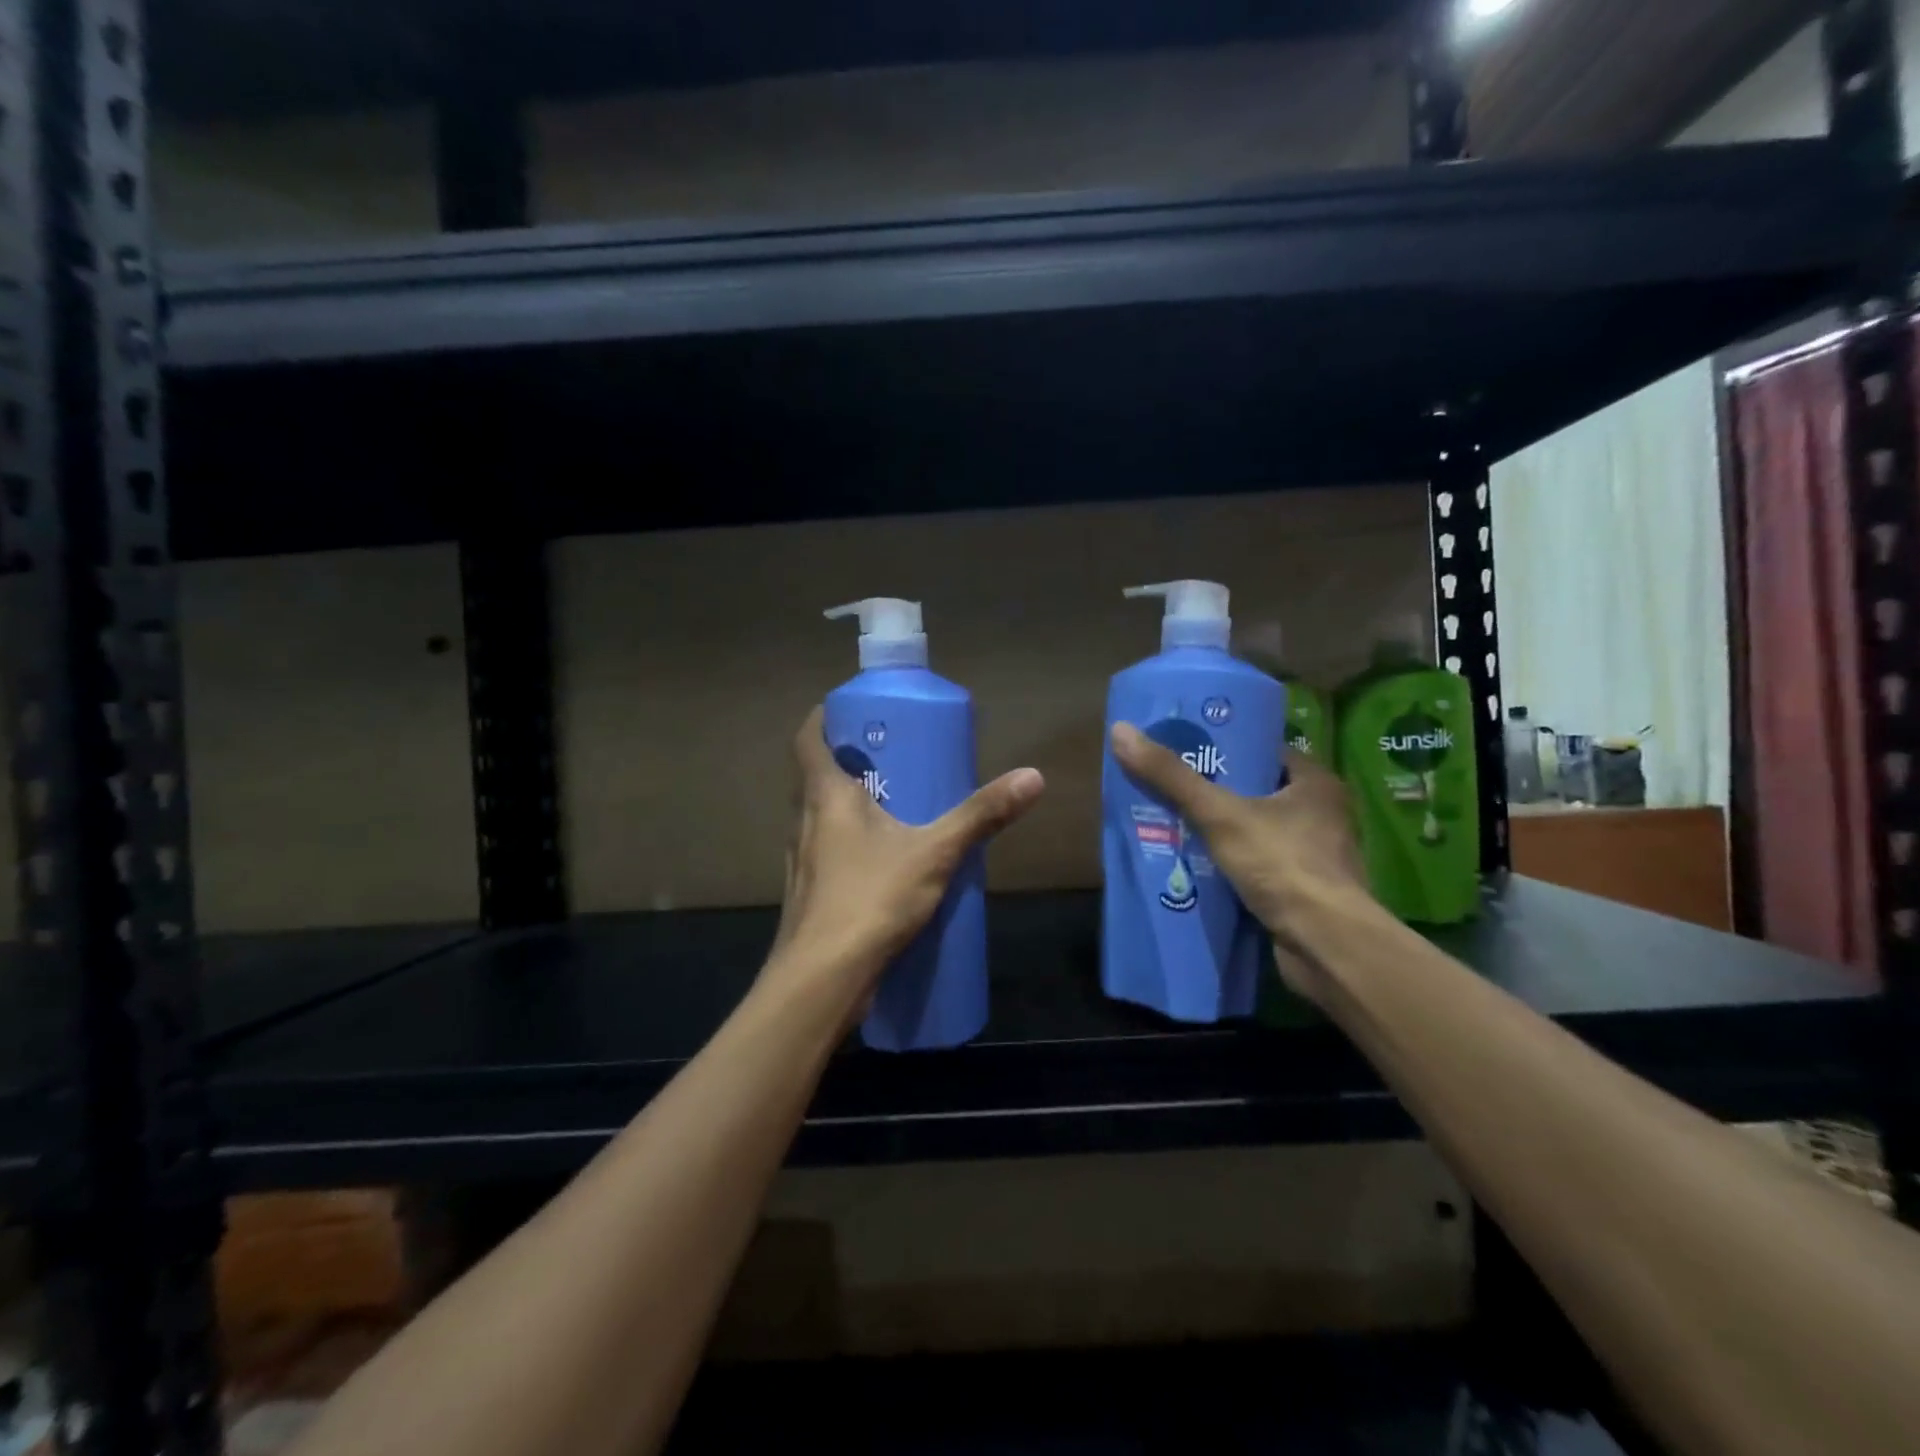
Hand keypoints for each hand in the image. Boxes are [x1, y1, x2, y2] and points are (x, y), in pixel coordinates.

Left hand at [766, 706, 1044, 1016]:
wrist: (821, 980)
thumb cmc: (870, 898)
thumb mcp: (936, 852)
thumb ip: (981, 816)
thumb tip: (1033, 777)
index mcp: (824, 795)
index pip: (808, 738)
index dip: (825, 717)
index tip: (856, 711)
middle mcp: (803, 821)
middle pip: (816, 775)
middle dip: (850, 760)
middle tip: (892, 756)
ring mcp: (801, 862)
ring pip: (820, 816)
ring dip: (849, 804)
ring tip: (894, 804)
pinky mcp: (809, 895)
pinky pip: (827, 853)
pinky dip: (850, 844)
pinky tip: (883, 863)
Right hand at [1109, 723, 1375, 1003]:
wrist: (1325, 945)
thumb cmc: (1282, 865)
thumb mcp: (1219, 814)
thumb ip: (1172, 778)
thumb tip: (1121, 731)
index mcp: (1316, 784)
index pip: (1265, 753)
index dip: (1226, 749)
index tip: (1186, 750)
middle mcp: (1322, 816)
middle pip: (1257, 793)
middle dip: (1215, 793)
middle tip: (1169, 787)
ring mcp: (1314, 857)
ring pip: (1256, 832)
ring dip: (1220, 832)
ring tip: (1171, 824)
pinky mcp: (1303, 891)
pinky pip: (1258, 866)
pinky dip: (1230, 865)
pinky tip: (1194, 866)